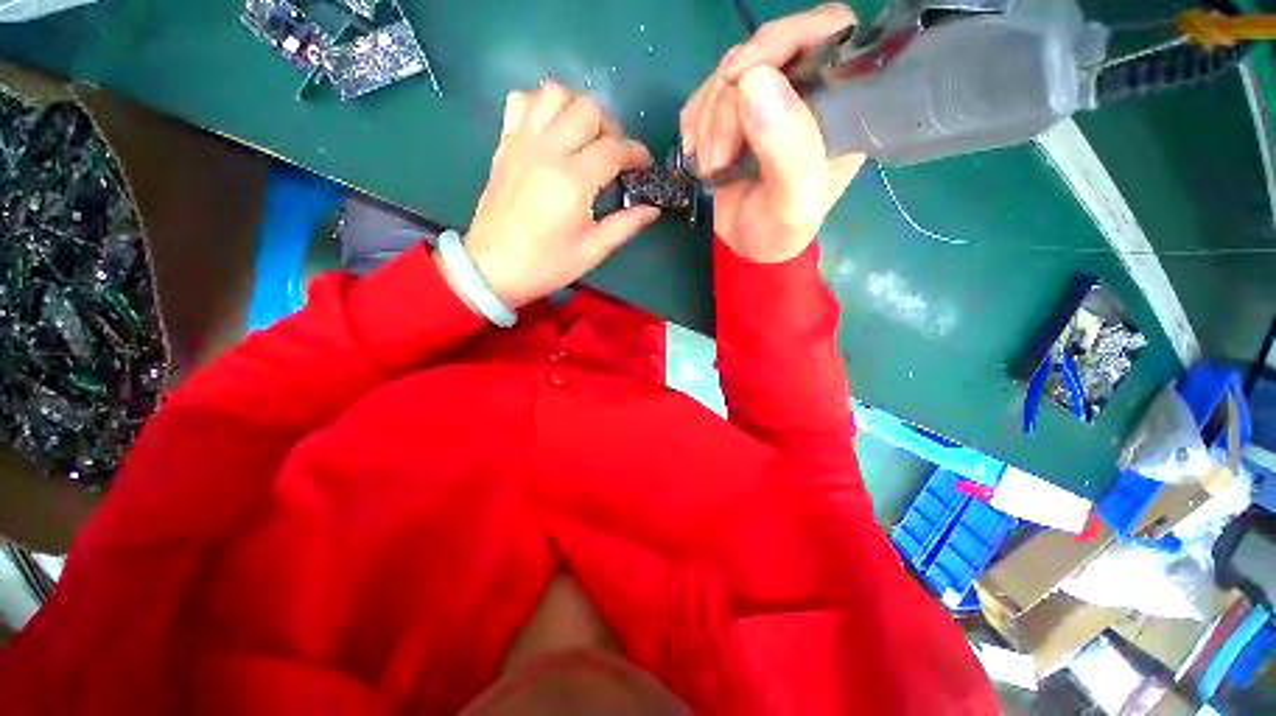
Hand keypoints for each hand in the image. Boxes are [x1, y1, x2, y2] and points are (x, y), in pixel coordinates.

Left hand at [453, 82, 658, 309]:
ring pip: (555, 93)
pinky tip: (551, 131)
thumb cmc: (546, 264)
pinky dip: (541, 106)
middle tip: (614, 155)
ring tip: (585, 137)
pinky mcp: (505, 144)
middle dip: (611, 128)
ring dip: (578, 108)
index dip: (637, 153)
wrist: (493, 267)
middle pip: (589, 109)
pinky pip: (521, 101)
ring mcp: (522, 142)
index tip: (644, 165)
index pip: (614, 149)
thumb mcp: (592, 251)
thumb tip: (652, 209)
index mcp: (572, 181)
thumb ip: (625, 226)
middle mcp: (547, 151)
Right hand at [681, 3, 865, 262]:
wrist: (749, 248)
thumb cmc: (780, 231)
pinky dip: (694, 122)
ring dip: (708, 120)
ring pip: (729, 71)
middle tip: (719, 157)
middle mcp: (807, 90)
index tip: (741, 78)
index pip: (826, 29)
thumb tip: (753, 81)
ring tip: (711, 166)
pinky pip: (705, 93)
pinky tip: (696, 153)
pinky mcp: (736, 114)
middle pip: (764, 51)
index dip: (782, 39)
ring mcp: (768, 100)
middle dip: (729, 101)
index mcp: (842, 102)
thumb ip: (786, 147)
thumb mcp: (793, 200)